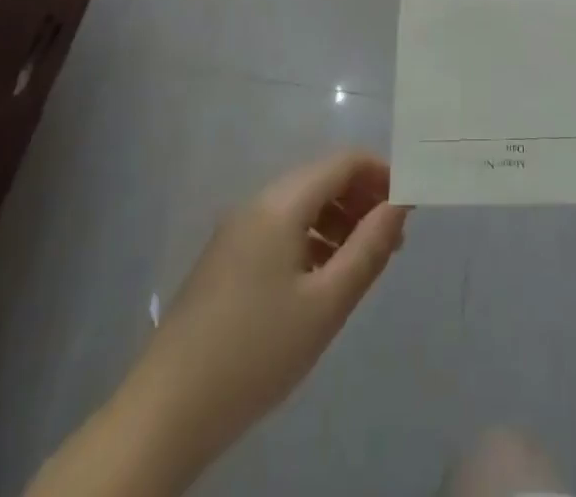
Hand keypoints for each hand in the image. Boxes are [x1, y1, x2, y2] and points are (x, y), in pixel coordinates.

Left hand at [122, 151, 408, 485]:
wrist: (166, 412)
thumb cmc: (256, 352)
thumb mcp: (325, 304)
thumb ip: (368, 249)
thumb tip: (400, 205)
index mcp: (279, 203)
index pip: (342, 162)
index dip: (380, 173)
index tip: (409, 204)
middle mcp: (256, 204)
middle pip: (320, 180)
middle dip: (361, 199)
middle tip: (392, 240)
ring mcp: (236, 231)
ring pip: (300, 206)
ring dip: (338, 221)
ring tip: (364, 263)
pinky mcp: (226, 259)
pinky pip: (280, 230)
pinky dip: (311, 240)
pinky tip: (323, 280)